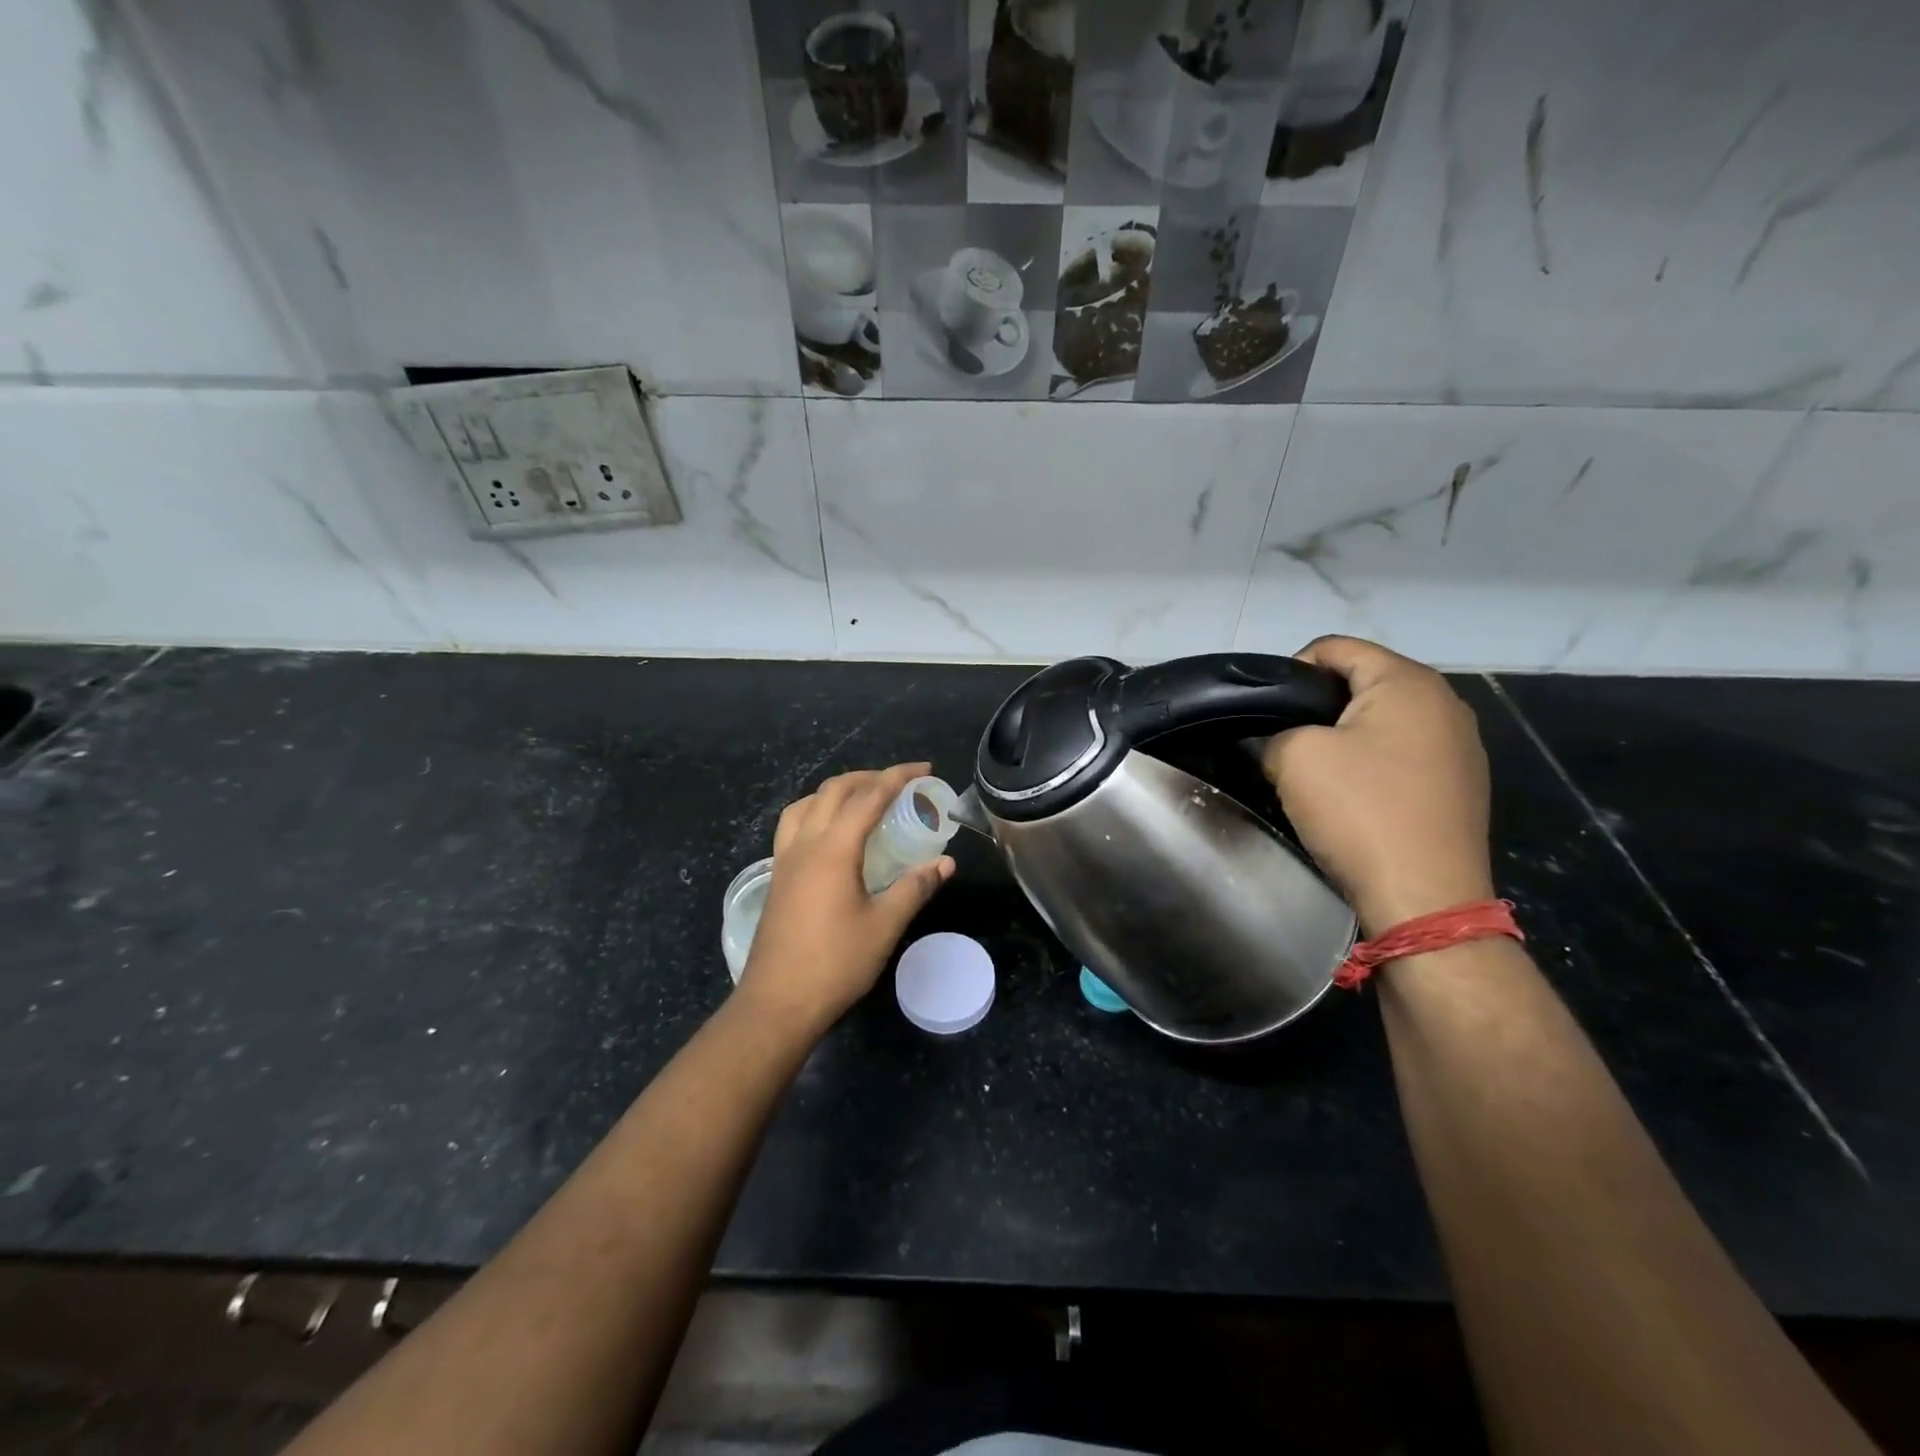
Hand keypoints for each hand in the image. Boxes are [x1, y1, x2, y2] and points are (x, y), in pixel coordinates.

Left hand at [737, 762, 955, 1034]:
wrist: (777, 1002)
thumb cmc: (835, 963)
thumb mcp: (884, 925)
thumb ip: (915, 887)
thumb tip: (945, 863)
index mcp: (834, 849)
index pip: (868, 797)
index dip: (897, 777)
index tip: (923, 769)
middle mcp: (805, 844)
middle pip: (834, 790)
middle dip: (868, 777)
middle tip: (898, 782)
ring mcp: (785, 859)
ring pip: (807, 803)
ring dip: (837, 791)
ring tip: (862, 800)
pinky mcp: (777, 877)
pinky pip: (794, 825)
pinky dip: (816, 811)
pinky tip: (830, 834)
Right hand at [1261, 636, 1494, 935]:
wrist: (1424, 897)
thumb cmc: (1359, 811)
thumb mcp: (1294, 757)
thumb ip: (1276, 732)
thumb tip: (1282, 742)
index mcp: (1408, 682)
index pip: (1336, 648)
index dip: (1291, 670)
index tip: (1266, 709)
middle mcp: (1445, 703)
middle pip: (1364, 681)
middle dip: (1318, 704)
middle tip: (1283, 739)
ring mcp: (1461, 747)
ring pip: (1384, 720)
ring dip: (1345, 736)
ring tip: (1314, 769)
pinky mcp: (1461, 785)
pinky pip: (1403, 754)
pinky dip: (1372, 763)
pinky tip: (1353, 796)